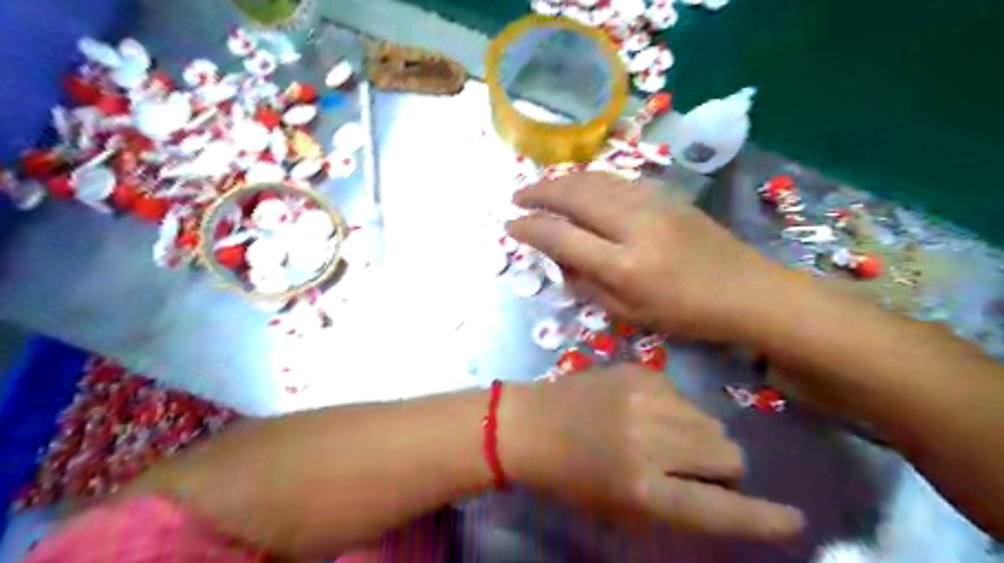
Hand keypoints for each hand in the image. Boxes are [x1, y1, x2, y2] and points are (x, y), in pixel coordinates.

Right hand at [506, 172, 788, 340]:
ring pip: (595, 180)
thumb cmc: (687, 314)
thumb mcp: (630, 313)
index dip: (530, 228)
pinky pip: (617, 180)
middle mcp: (634, 226)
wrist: (747, 290)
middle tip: (517, 197)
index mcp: (624, 265)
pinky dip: (590, 179)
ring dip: (562, 181)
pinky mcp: (666, 195)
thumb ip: (588, 285)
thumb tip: (558, 260)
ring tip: (541, 188)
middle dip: (539, 193)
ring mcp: (652, 204)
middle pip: (575, 196)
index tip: (510, 225)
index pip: (562, 236)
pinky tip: (580, 186)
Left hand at [507, 366, 805, 540]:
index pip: (720, 509)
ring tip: (664, 436)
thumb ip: (677, 503)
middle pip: (727, 453)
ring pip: (710, 420)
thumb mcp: (622, 507)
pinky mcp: (639, 370)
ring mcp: (646, 398)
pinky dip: (675, 408)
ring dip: (700, 435)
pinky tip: (644, 410)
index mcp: (643, 488)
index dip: (762, 518)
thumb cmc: (571, 477)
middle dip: (722, 467)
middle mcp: (652, 440)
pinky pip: (683, 394)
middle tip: (692, 466)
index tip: (793, 519)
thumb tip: (724, 489)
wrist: (530, 425)